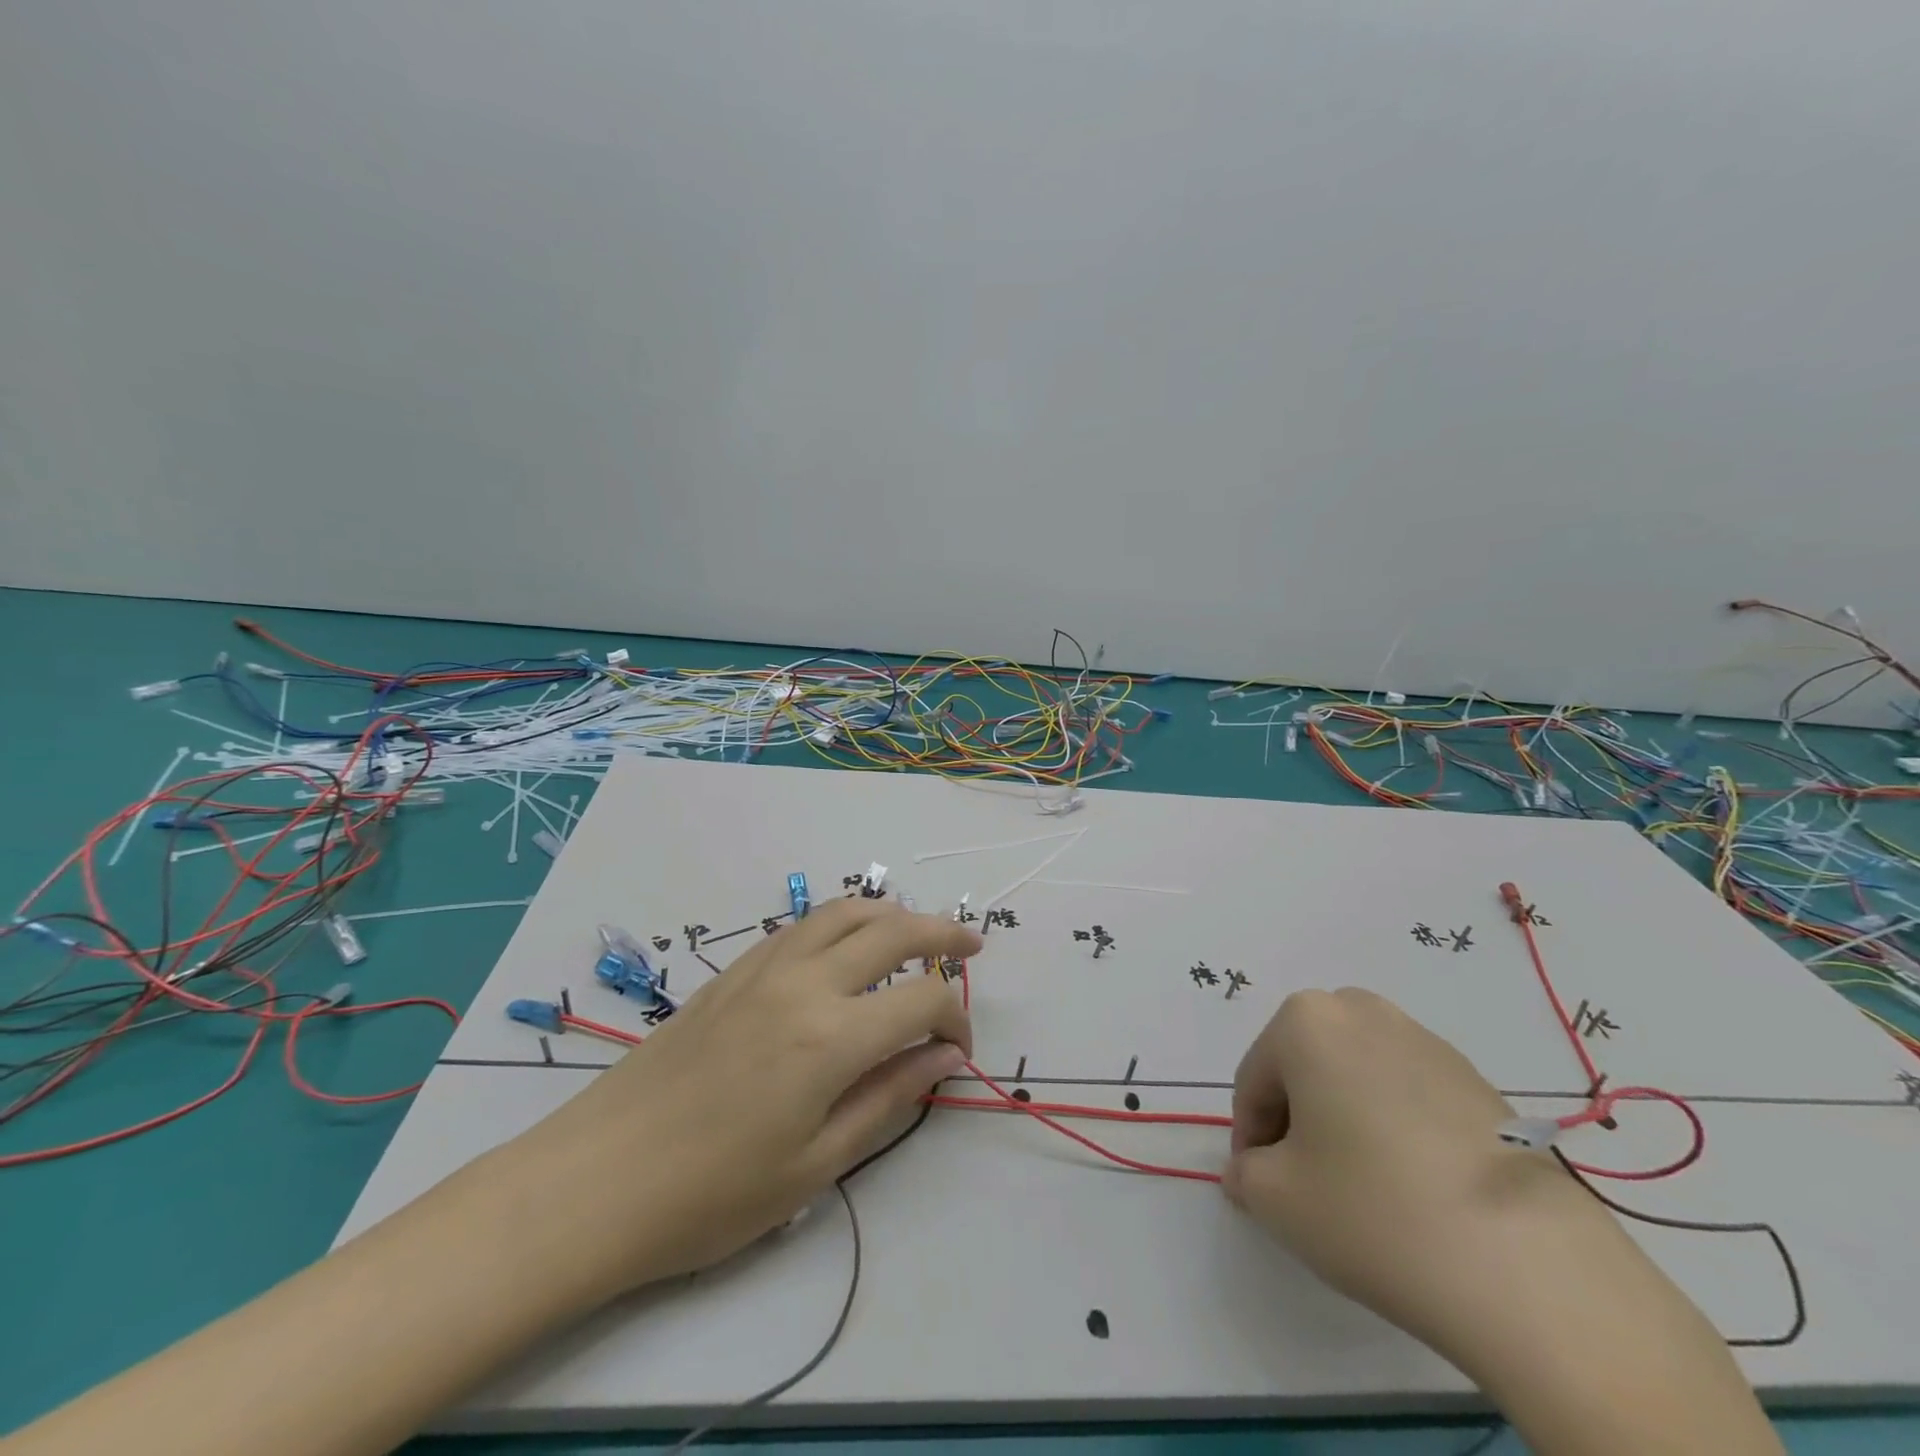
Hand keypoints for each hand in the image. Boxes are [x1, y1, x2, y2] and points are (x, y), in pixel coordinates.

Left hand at [505, 899, 979, 1294]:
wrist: (598, 1180)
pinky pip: (802, 925)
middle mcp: (804, 983)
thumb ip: (889, 1097)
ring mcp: (764, 968)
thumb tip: (944, 1057)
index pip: (922, 1001)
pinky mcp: (734, 971)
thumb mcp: (816, 1164)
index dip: (955, 1018)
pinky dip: (841, 920)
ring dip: (891, 913)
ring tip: (916, 930)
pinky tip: (846, 944)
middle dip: (942, 934)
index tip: (960, 1049)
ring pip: (844, 912)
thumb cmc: (712, 1193)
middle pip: (892, 931)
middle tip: (970, 946)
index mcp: (831, 1038)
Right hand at [1222, 987, 1609, 1354]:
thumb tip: (1253, 1170)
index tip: (1261, 1187)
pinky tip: (1416, 1190)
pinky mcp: (1480, 1082)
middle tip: (1308, 1183)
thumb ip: (1245, 1173)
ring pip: (1357, 1077)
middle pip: (1306, 1067)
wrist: (1533, 1270)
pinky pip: (1409, 1095)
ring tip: (1365, 1189)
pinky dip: (1396, 1130)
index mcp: (1305, 1020)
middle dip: (1297, 1119)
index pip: (1255, 1081)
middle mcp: (1363, 1011)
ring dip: (1345, 1120)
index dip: (1251, 1138)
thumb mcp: (1276, 1200)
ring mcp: (1428, 1041)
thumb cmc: (1374, 1212)